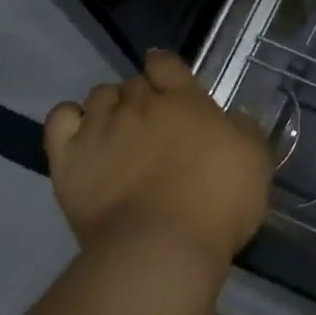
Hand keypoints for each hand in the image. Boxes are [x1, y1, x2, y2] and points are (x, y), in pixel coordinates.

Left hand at [43, 51, 272, 270]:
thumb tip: (233, 118)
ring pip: (99, 95)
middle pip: (133, 83)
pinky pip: (60, 118)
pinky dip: (70, 120)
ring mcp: (101, 128)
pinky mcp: (69, 159)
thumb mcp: (255, 162)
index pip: (166, 64)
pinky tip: (81, 136)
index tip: (166, 80)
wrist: (161, 250)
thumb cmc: (217, 204)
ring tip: (115, 132)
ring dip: (108, 107)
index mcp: (184, 99)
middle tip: (149, 124)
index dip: (164, 68)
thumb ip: (243, 130)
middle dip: (140, 97)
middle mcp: (140, 104)